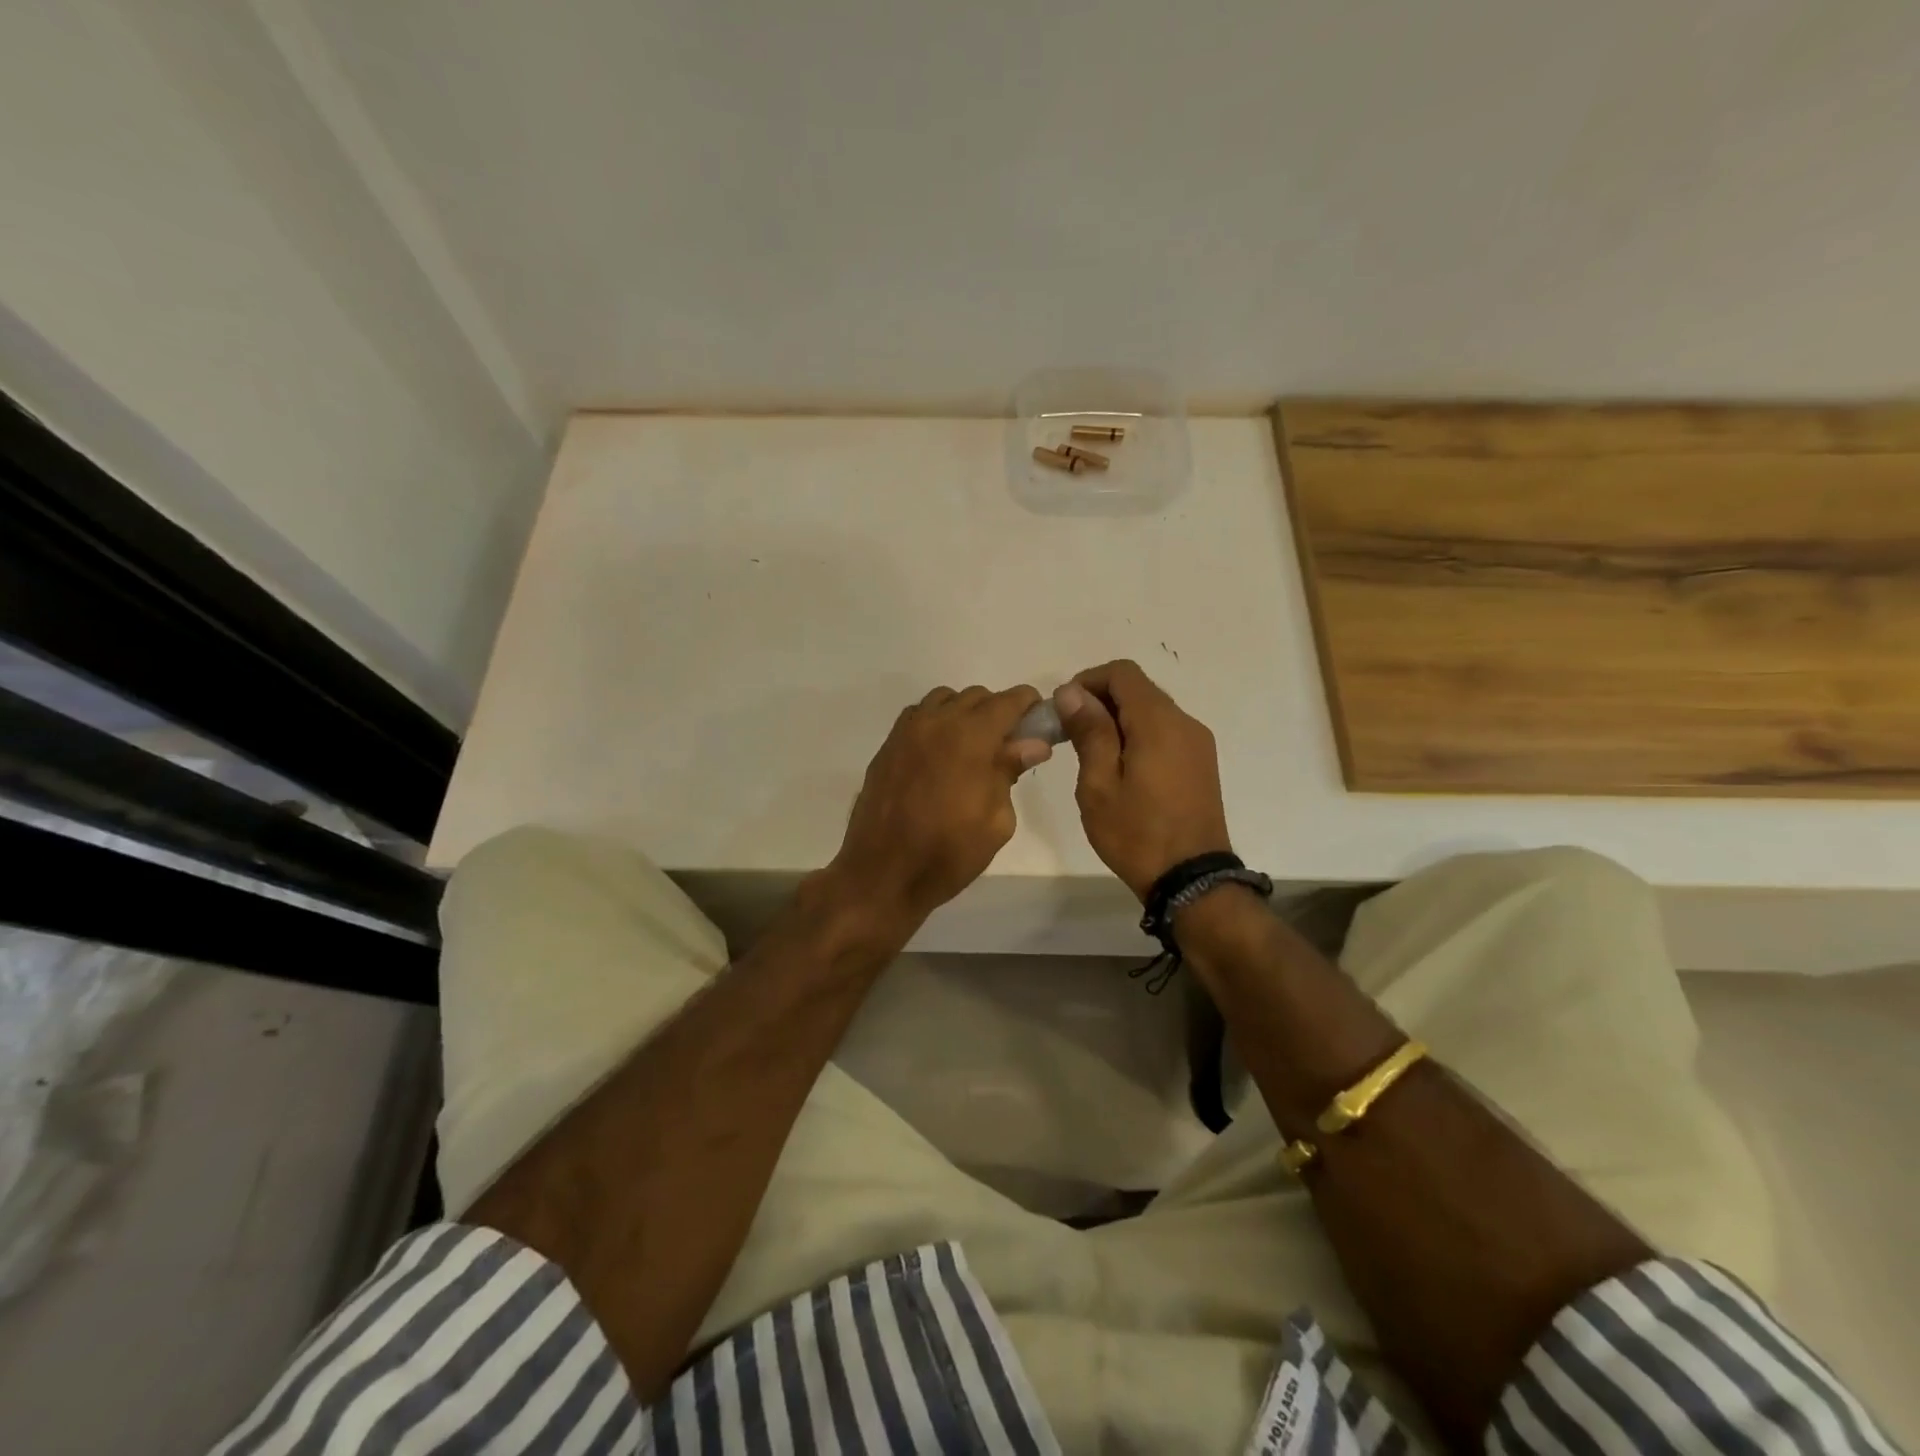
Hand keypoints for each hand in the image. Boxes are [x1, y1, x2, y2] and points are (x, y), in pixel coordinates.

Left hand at [828, 684, 1051, 930]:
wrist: (882, 873)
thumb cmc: (948, 853)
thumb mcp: (996, 820)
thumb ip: (1010, 772)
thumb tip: (1032, 744)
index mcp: (970, 737)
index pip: (1008, 701)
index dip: (1028, 704)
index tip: (1039, 718)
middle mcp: (937, 722)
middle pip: (976, 696)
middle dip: (998, 711)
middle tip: (1009, 744)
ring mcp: (907, 732)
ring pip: (944, 700)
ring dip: (965, 713)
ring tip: (973, 747)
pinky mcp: (887, 747)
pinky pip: (918, 716)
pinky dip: (937, 722)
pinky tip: (941, 753)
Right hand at [1055, 660, 1231, 901]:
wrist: (1191, 881)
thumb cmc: (1136, 834)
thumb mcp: (1099, 785)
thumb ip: (1089, 732)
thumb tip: (1071, 692)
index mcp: (1159, 723)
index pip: (1122, 673)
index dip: (1088, 681)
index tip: (1064, 710)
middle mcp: (1184, 723)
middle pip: (1138, 689)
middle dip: (1100, 701)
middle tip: (1070, 734)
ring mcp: (1197, 743)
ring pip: (1152, 711)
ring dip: (1119, 719)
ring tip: (1092, 754)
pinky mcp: (1201, 763)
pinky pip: (1165, 732)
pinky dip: (1138, 735)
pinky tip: (1121, 769)